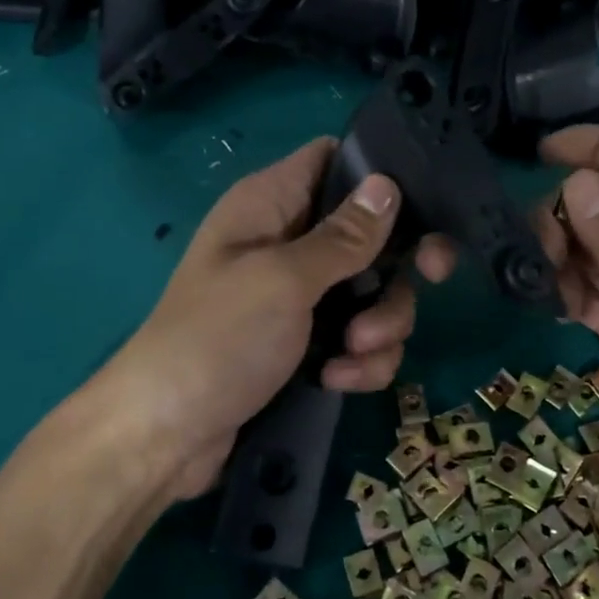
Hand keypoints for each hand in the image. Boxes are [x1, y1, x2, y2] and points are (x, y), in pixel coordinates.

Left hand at [93, 137, 454, 501]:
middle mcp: (289, 242)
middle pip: (371, 233)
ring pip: (374, 292)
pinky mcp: (307, 344)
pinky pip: (358, 338)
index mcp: (271, 204)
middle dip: (398, 265)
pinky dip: (359, 360)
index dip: (378, 173)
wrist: (167, 439)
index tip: (422, 201)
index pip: (333, 159)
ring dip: (381, 323)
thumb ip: (343, 236)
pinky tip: (337, 380)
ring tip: (355, 350)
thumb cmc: (218, 339)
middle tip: (431, 277)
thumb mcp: (284, 280)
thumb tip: (387, 183)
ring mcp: (299, 296)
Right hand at [536, 125, 598, 513]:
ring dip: (557, 252)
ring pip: (584, 244)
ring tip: (543, 273)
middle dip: (568, 212)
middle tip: (541, 241)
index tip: (542, 152)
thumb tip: (571, 186)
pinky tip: (551, 300)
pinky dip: (561, 289)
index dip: (596, 146)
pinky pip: (581, 289)